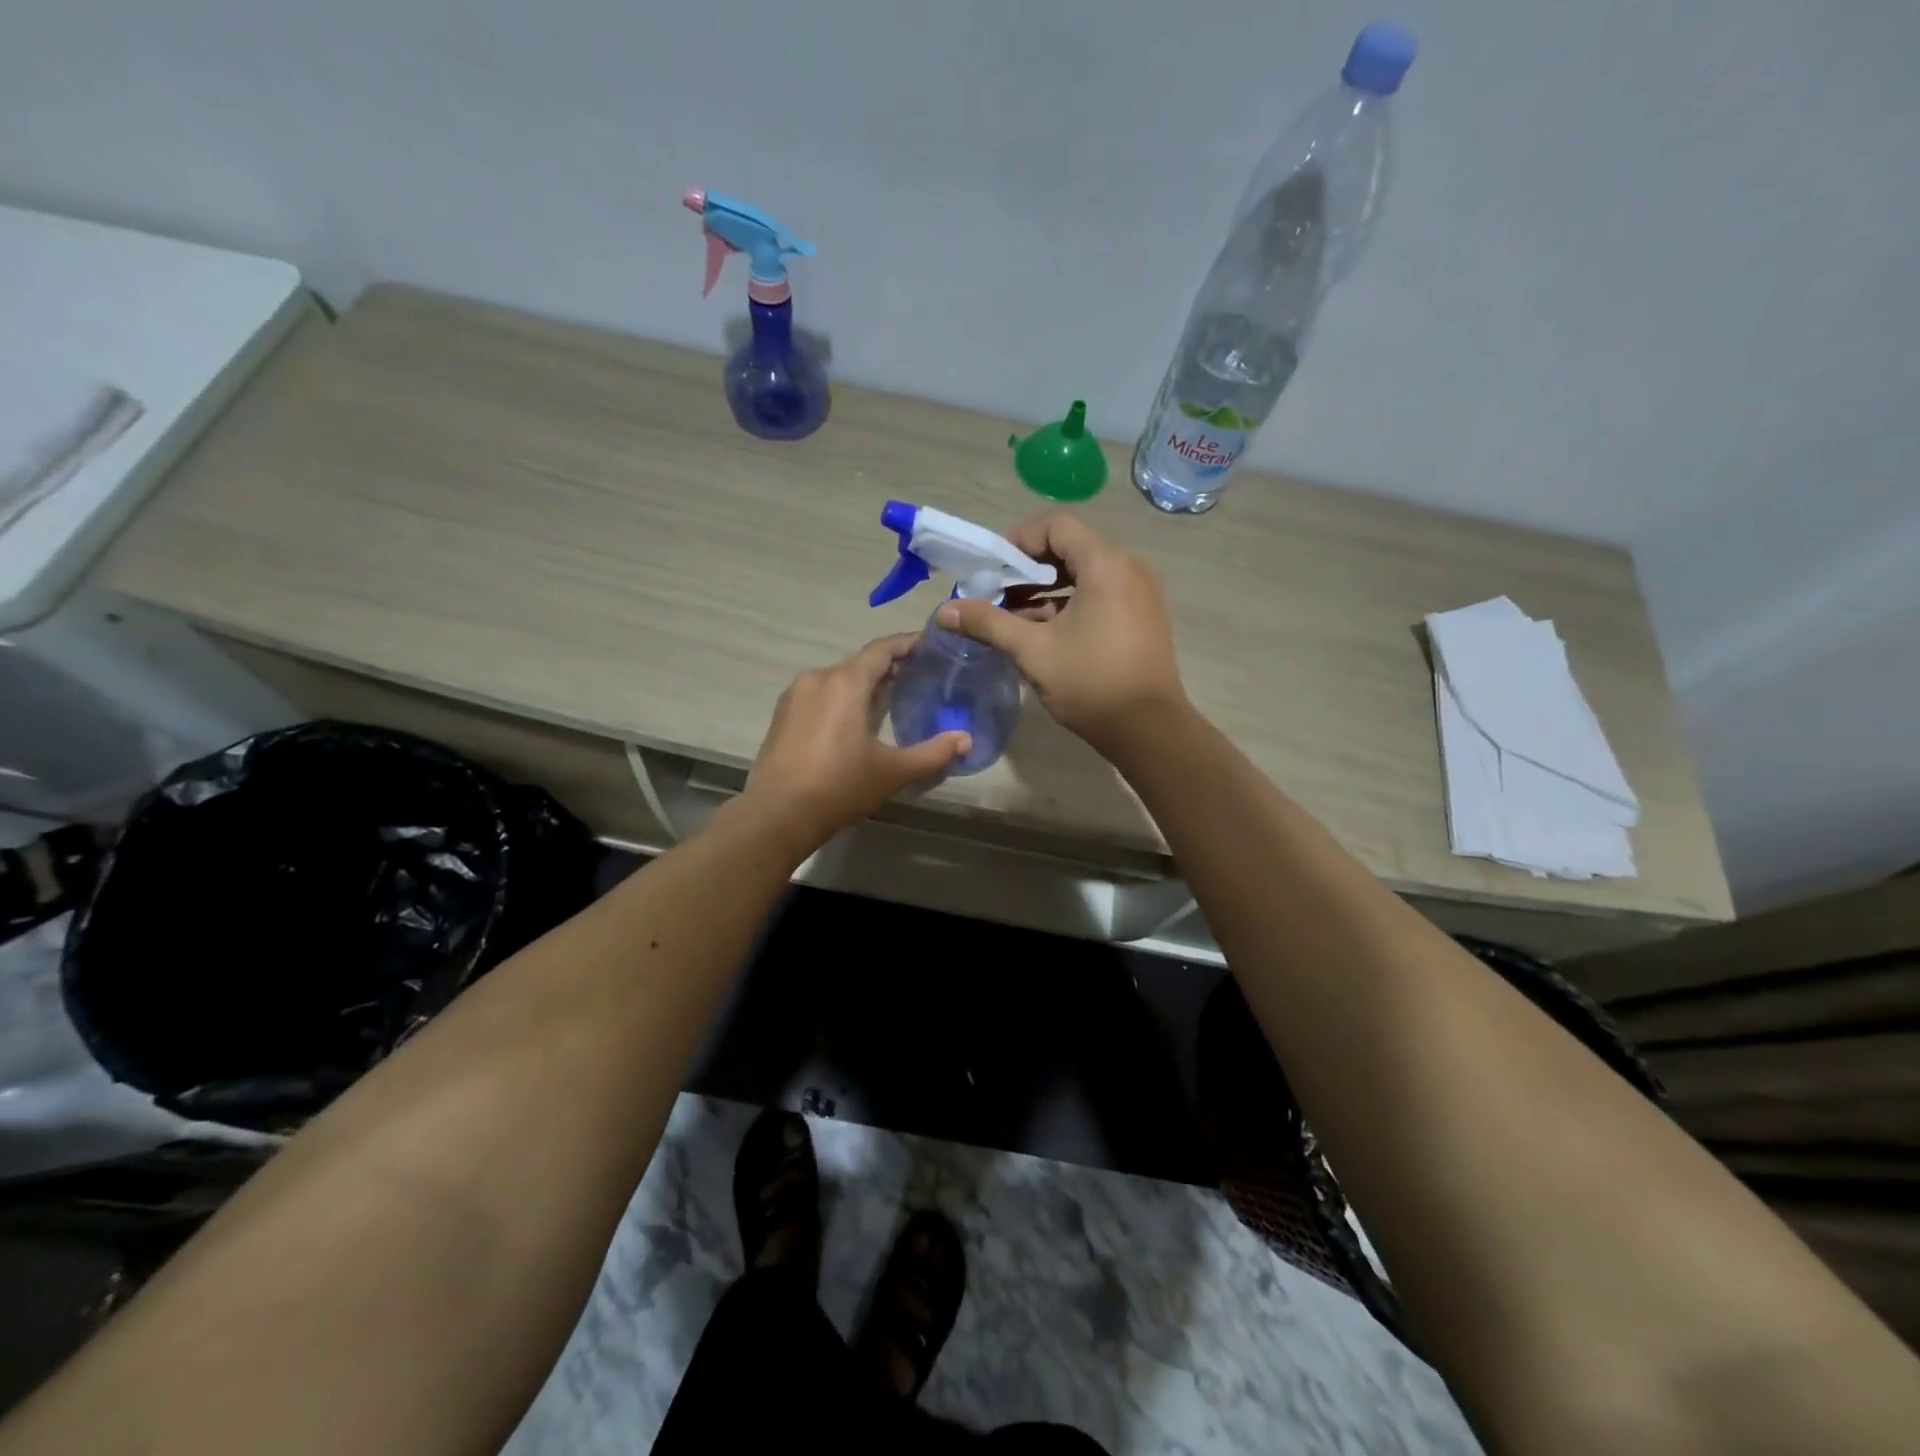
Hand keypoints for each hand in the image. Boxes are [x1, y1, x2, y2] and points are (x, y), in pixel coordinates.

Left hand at [743, 634, 969, 852]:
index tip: (931, 645)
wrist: (777, 816)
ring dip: (864, 684)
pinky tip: (855, 720)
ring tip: (891, 698)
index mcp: (845, 682)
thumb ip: (933, 752)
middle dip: (890, 666)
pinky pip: (819, 695)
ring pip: (838, 679)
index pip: (882, 649)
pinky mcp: (782, 715)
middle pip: (860, 663)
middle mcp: (817, 678)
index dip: (908, 643)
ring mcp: (795, 696)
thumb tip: (967, 740)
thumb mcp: (893, 772)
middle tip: (919, 676)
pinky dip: (842, 698)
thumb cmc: (839, 787)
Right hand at [937, 511, 1185, 750]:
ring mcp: (1139, 593)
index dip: (1018, 539)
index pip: (1056, 526)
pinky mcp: (1142, 616)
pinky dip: (1069, 603)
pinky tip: (1042, 632)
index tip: (992, 568)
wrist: (1148, 729)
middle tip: (995, 593)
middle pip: (1070, 548)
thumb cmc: (1090, 683)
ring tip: (1012, 616)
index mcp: (1105, 565)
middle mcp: (1128, 568)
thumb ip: (988, 623)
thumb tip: (945, 611)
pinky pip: (1100, 594)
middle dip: (1027, 568)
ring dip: (1046, 589)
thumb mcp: (1032, 651)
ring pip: (1084, 574)